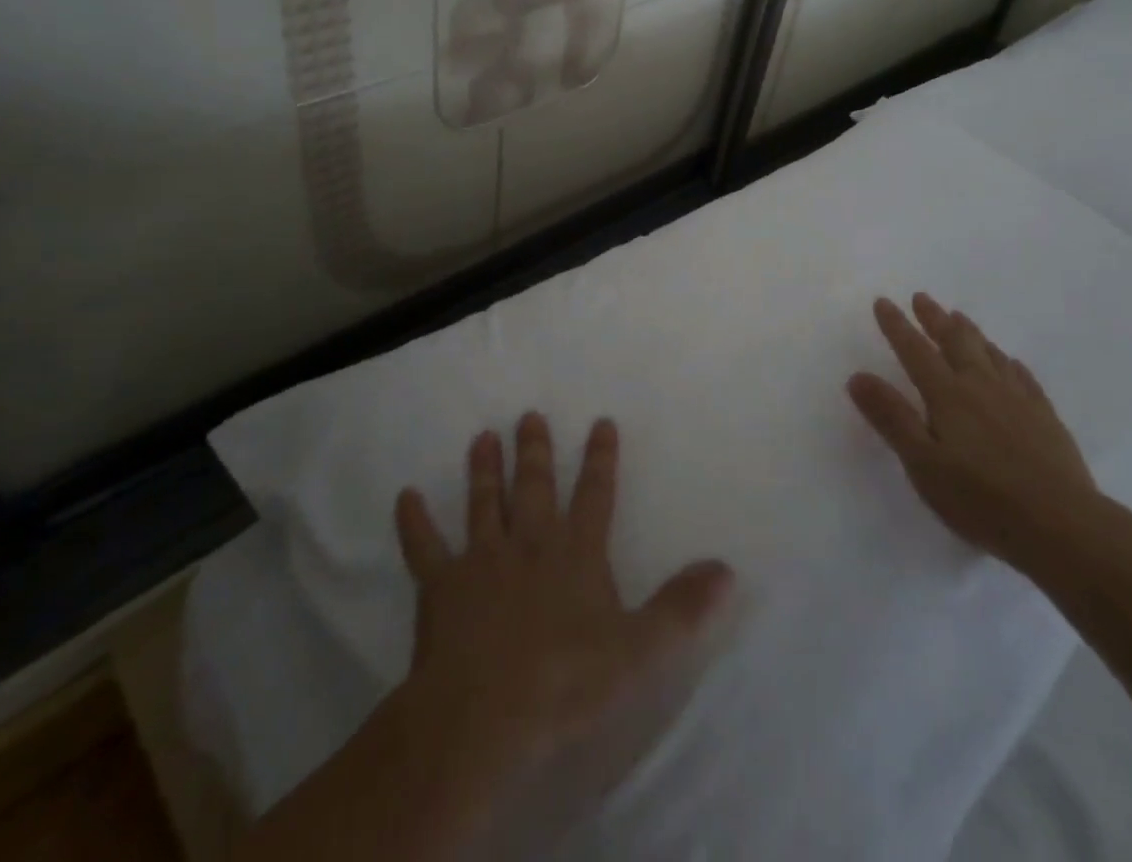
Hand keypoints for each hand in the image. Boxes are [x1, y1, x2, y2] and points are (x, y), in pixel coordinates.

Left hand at [392, 413, 733, 801]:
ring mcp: (482, 560)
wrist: (483, 716)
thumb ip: (682, 606)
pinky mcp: (441, 586)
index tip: (601, 422)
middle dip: (536, 450)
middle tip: (529, 414)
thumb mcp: (639, 650)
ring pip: (484, 503)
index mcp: (577, 553)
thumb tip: (727, 567)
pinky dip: (414, 521)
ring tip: (482, 436)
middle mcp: (531, 544)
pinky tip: (404, 496)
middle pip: (535, 486)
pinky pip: (424, 546)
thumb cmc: (565, 682)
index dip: (601, 458)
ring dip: (484, 470)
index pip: (596, 494)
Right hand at [848, 293, 1097, 569]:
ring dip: (969, 332)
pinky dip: (1007, 361)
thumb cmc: (981, 498)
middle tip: (922, 298)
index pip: (915, 351)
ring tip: (959, 317)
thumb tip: (857, 376)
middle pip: (954, 341)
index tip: (883, 302)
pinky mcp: (1045, 417)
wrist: (1062, 525)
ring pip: (989, 352)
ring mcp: (1017, 399)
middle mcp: (981, 386)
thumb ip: (891, 418)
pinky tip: (1009, 362)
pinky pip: (1022, 375)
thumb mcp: (923, 463)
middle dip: (934, 318)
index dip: (896, 326)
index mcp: (948, 395)